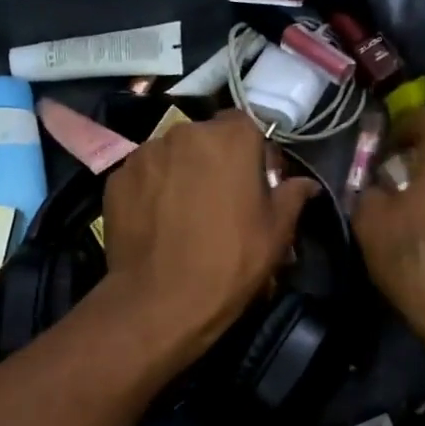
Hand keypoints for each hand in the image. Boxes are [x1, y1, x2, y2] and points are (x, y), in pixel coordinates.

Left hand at [99, 110, 317, 368]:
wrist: (160, 301)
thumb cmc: (230, 261)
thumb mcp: (276, 233)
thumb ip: (292, 196)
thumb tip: (307, 184)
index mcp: (230, 138)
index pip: (245, 123)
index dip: (252, 150)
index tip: (254, 180)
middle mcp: (184, 133)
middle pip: (206, 138)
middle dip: (215, 160)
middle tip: (221, 200)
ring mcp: (145, 154)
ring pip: (172, 155)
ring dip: (182, 173)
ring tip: (185, 213)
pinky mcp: (117, 178)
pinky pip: (144, 175)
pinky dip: (153, 190)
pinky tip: (158, 222)